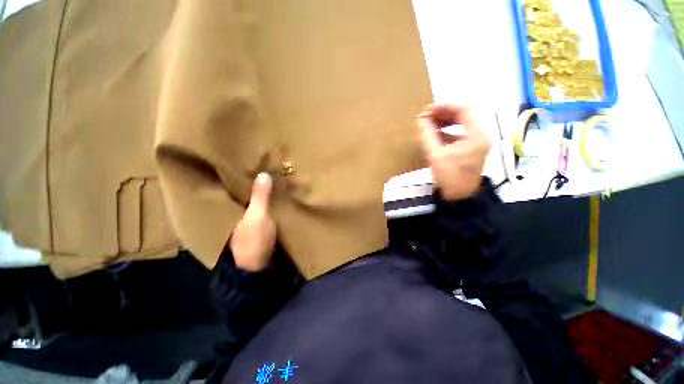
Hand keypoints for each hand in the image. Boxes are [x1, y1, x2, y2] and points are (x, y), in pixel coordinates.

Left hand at [229, 173, 276, 271]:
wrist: (257, 267)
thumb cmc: (253, 240)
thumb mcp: (258, 216)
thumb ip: (260, 196)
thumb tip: (263, 173)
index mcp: (231, 208)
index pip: (233, 185)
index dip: (240, 174)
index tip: (250, 161)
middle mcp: (236, 211)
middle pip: (245, 191)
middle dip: (254, 180)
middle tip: (265, 165)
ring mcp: (247, 218)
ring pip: (254, 199)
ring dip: (262, 190)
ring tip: (271, 175)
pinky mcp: (258, 224)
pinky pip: (262, 207)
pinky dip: (267, 200)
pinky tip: (275, 193)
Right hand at [417, 104, 489, 200]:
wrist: (460, 197)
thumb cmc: (449, 177)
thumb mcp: (435, 155)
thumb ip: (428, 135)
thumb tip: (421, 119)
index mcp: (475, 135)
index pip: (462, 110)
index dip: (443, 107)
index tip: (427, 110)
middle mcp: (479, 135)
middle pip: (462, 116)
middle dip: (442, 114)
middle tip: (425, 117)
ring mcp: (476, 143)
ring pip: (460, 124)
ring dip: (444, 122)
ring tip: (427, 124)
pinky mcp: (470, 149)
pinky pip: (458, 134)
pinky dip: (446, 132)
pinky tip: (434, 135)